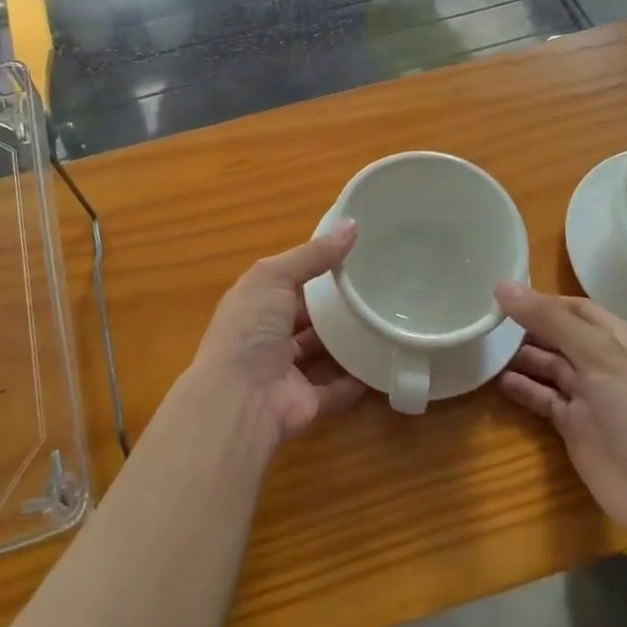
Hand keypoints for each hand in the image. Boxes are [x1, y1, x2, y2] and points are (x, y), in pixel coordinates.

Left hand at [187, 221, 367, 446]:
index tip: (354, 254)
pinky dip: (358, 380)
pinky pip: (338, 388)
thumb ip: (313, 255)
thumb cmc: (250, 329)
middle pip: (307, 317)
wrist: (240, 400)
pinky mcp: (306, 402)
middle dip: (335, 305)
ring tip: (386, 319)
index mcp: (256, 303)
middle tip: (377, 287)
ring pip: (323, 352)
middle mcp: (269, 336)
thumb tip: (352, 225)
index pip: (288, 280)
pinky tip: (384, 362)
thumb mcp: (274, 276)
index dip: (316, 266)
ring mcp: (287, 371)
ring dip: (349, 340)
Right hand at [496, 282, 626, 532]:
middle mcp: (599, 361)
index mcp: (613, 337)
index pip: (572, 307)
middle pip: (555, 334)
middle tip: (483, 318)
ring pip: (546, 365)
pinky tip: (496, 380)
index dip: (540, 300)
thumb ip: (548, 318)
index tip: (501, 295)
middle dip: (524, 326)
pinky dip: (522, 388)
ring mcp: (586, 395)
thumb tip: (501, 284)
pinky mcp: (573, 426)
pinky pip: (542, 398)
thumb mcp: (595, 353)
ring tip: (483, 345)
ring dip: (519, 356)